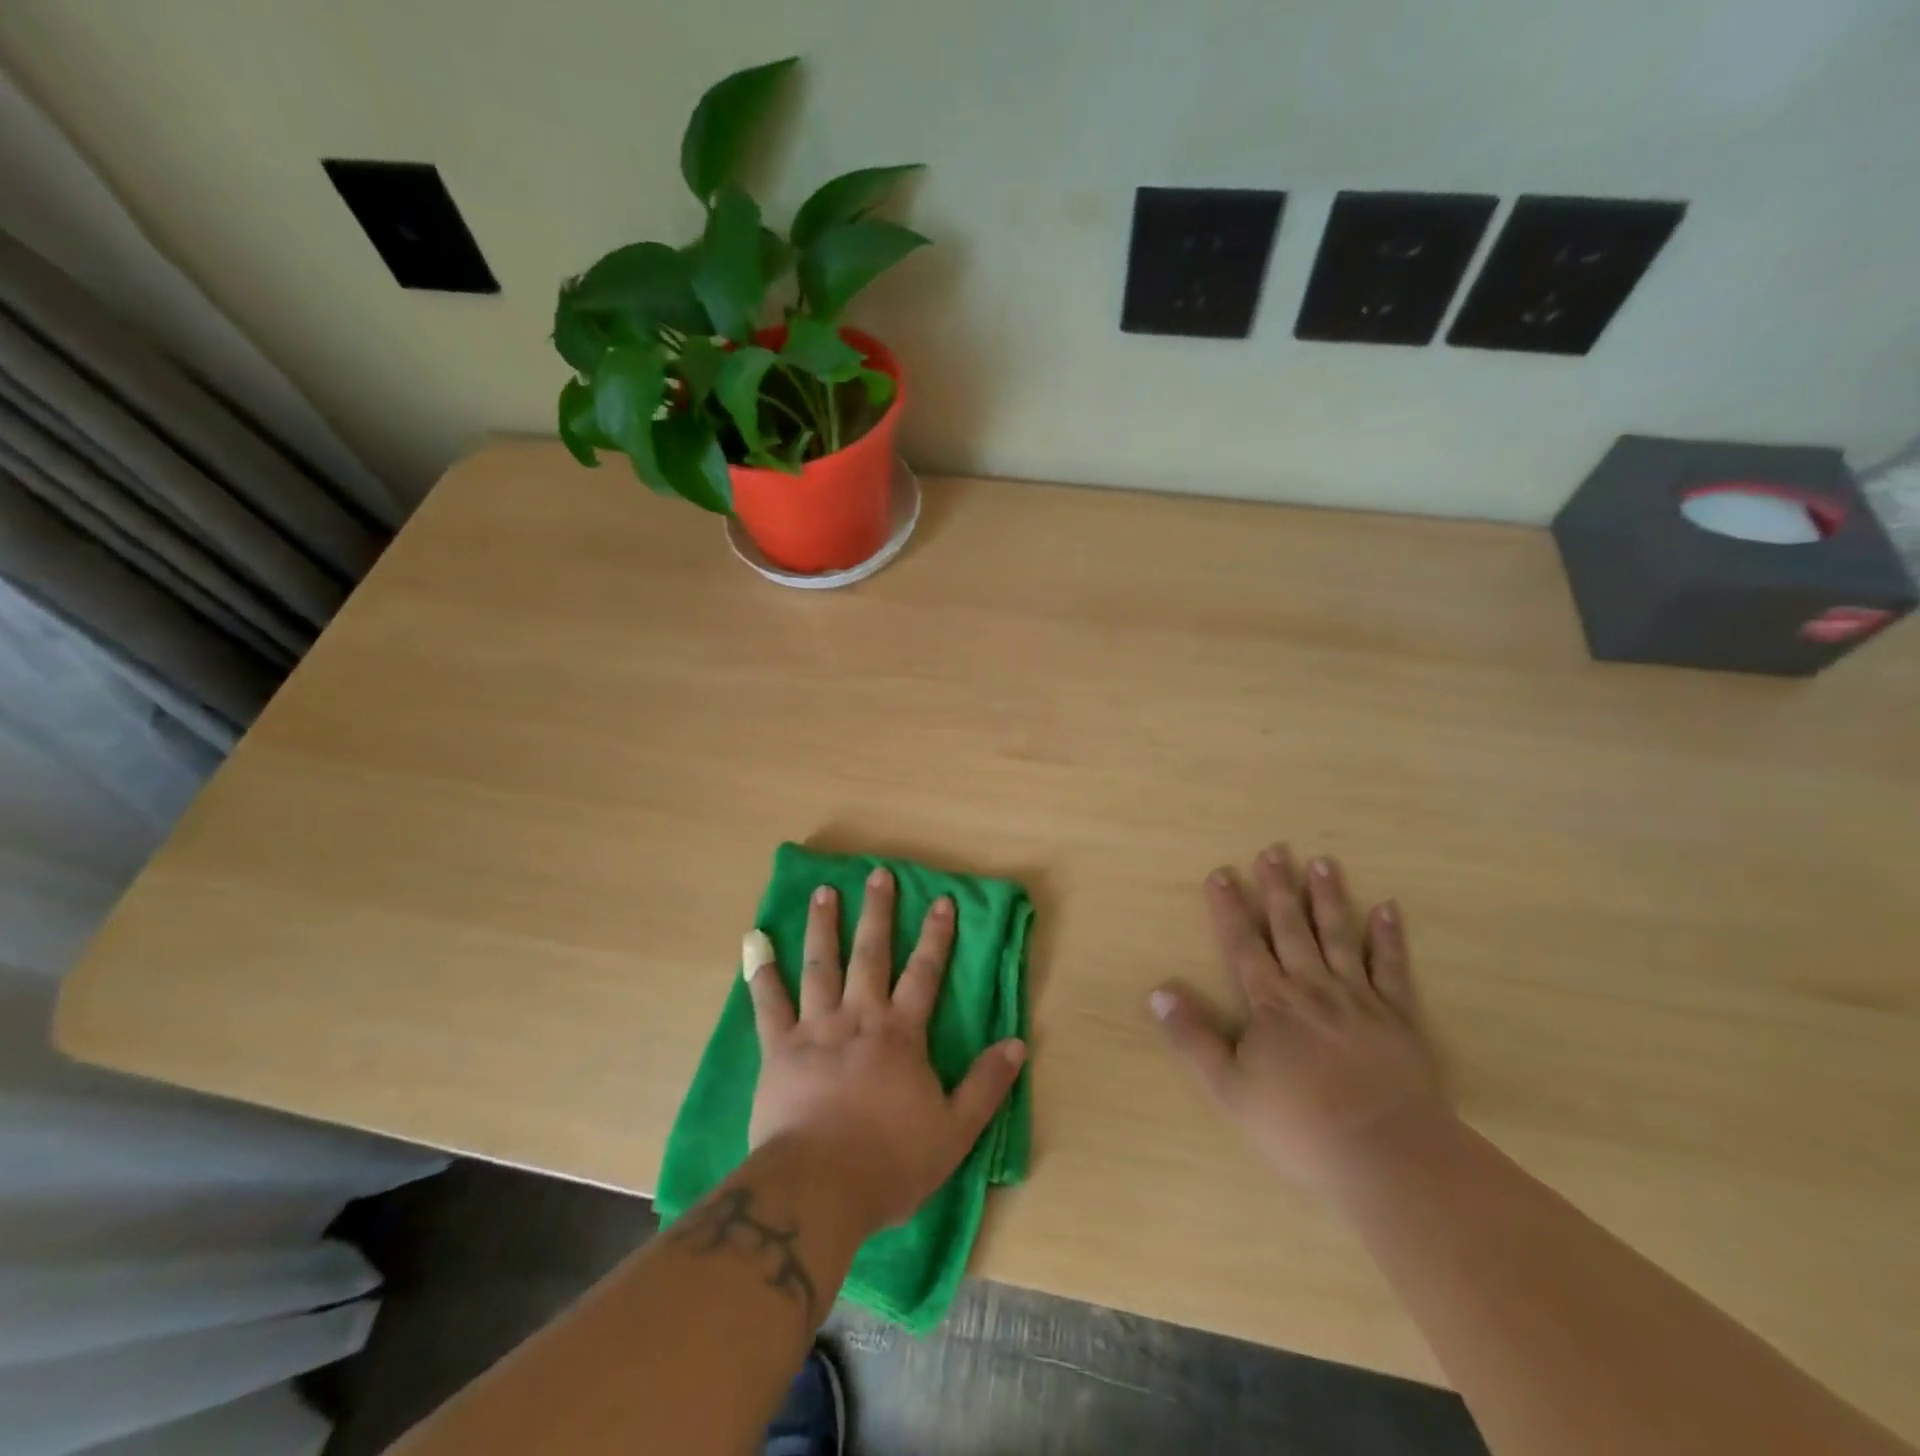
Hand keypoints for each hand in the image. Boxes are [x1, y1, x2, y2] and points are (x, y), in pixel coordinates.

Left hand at [743, 867, 1026, 1233]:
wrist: (820, 1189)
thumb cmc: (890, 1161)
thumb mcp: (954, 1130)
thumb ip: (985, 1084)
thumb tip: (1016, 1043)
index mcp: (900, 1033)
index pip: (924, 972)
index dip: (936, 935)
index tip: (941, 900)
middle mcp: (859, 1017)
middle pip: (871, 954)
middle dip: (878, 912)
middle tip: (877, 874)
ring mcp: (816, 1029)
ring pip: (821, 966)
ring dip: (824, 926)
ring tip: (824, 891)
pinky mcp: (779, 1049)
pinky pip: (769, 1004)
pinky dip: (762, 973)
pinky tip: (756, 943)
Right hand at [1150, 844, 1449, 1190]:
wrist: (1387, 1154)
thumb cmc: (1299, 1124)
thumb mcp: (1228, 1087)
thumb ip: (1193, 1037)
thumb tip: (1158, 992)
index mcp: (1271, 1002)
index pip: (1243, 943)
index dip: (1230, 907)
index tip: (1222, 872)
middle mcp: (1312, 988)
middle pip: (1291, 928)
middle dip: (1278, 888)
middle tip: (1274, 850)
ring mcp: (1359, 999)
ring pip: (1340, 936)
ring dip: (1329, 898)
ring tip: (1323, 862)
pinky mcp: (1399, 1019)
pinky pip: (1393, 969)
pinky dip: (1390, 938)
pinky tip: (1389, 909)